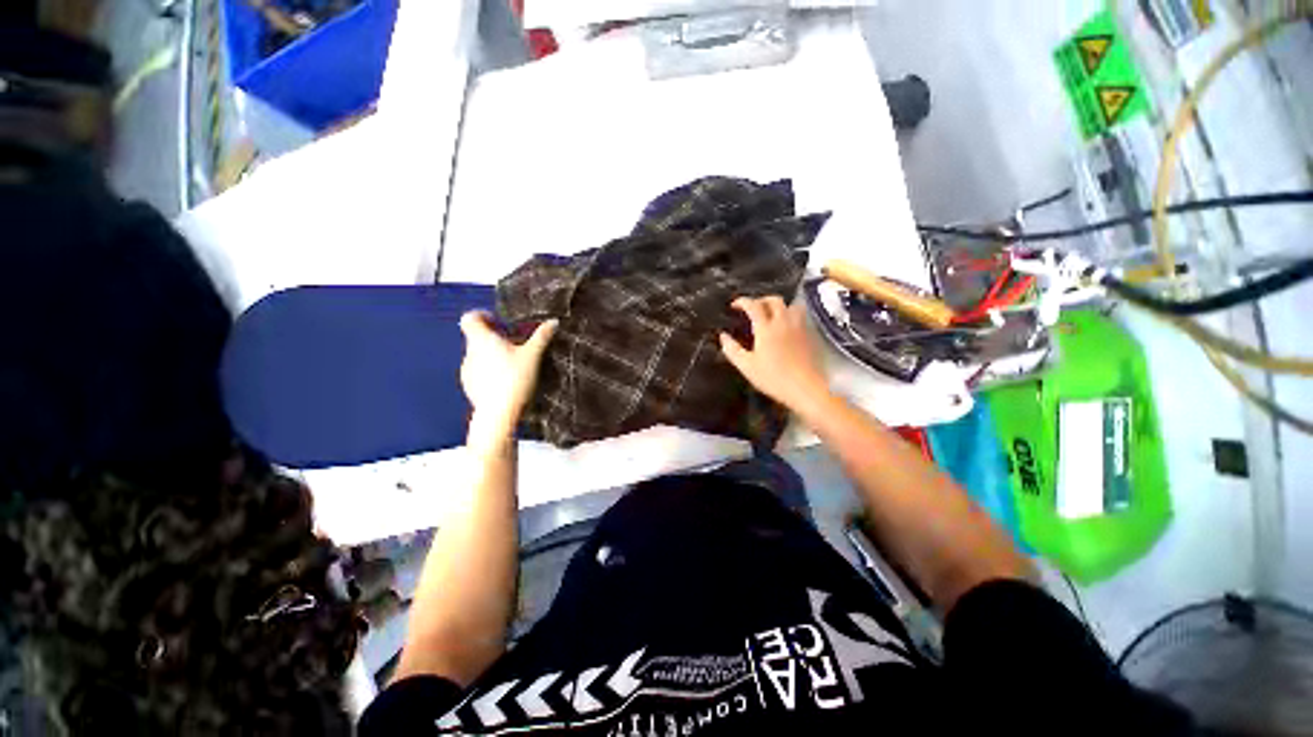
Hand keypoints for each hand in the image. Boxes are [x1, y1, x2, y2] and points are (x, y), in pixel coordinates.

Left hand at [459, 312, 557, 441]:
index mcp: (481, 340)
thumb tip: (553, 321)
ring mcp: (467, 371)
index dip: (483, 316)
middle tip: (516, 345)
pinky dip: (490, 371)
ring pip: (478, 355)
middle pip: (477, 337)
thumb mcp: (533, 355)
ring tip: (513, 365)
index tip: (500, 323)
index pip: (470, 318)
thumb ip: (542, 336)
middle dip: (494, 338)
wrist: (499, 413)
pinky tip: (506, 382)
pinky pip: (479, 372)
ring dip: (492, 355)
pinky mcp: (469, 386)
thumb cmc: (515, 378)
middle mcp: (470, 352)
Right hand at [719, 296, 829, 413]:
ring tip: (771, 314)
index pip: (753, 306)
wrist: (805, 388)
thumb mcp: (747, 366)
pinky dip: (790, 314)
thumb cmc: (773, 378)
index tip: (734, 305)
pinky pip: (800, 316)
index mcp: (766, 328)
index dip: (742, 302)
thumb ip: (732, 349)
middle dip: (761, 300)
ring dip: (779, 305)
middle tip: (752, 308)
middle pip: (774, 300)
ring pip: (790, 305)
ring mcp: (799, 327)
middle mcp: (783, 322)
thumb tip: (723, 336)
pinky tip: (785, 326)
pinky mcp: (809, 335)